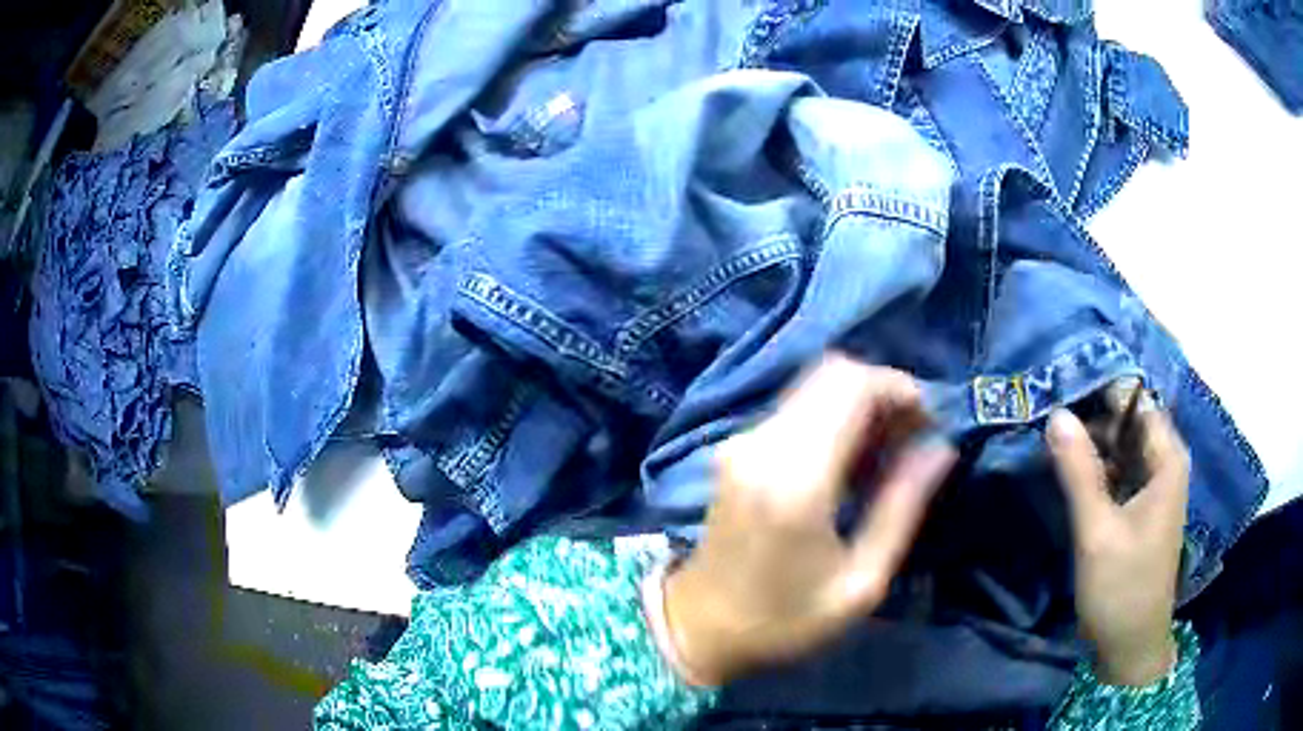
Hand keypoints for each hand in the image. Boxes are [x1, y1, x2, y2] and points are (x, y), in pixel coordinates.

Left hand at [662, 355, 956, 684]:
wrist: (698, 628)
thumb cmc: (784, 620)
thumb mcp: (860, 582)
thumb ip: (902, 507)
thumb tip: (940, 448)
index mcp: (796, 478)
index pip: (852, 385)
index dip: (900, 388)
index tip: (928, 424)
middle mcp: (762, 444)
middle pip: (832, 373)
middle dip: (883, 392)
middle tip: (912, 436)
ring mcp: (741, 442)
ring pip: (813, 385)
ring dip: (858, 402)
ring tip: (888, 451)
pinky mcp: (734, 449)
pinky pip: (795, 407)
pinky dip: (832, 416)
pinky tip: (851, 459)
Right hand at [1047, 393, 1190, 686]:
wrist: (1130, 646)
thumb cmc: (1121, 588)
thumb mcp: (1097, 531)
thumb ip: (1079, 472)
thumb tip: (1056, 413)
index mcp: (1167, 461)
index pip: (1137, 403)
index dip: (1103, 390)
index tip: (1062, 383)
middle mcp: (1165, 464)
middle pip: (1129, 423)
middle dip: (1093, 416)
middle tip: (1048, 411)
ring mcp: (1153, 487)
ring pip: (1122, 448)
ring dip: (1092, 443)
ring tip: (1051, 434)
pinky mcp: (1140, 508)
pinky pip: (1119, 472)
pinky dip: (1096, 468)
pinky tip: (1067, 469)